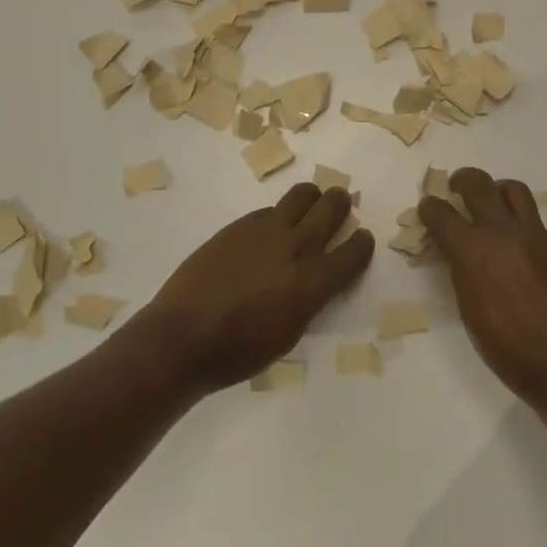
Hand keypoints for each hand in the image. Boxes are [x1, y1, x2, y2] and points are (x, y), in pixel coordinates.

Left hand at [140, 184, 372, 391]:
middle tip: (338, 208)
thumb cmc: (239, 351)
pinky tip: (269, 231)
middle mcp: (297, 247)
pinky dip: (278, 215)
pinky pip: (270, 209)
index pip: (354, 251)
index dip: (362, 243)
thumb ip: (309, 300)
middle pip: (332, 207)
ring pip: (303, 194)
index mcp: (314, 282)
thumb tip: (314, 281)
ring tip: (308, 207)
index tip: (362, 239)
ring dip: (312, 198)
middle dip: (341, 204)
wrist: (184, 335)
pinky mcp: (240, 224)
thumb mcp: (289, 334)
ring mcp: (267, 230)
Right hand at [420, 167, 546, 405]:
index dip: (430, 207)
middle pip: (478, 184)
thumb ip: (463, 273)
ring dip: (497, 191)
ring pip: (514, 190)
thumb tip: (459, 255)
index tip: (428, 208)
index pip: (442, 212)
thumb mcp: (470, 311)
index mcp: (473, 250)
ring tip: (493, 205)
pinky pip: (536, 223)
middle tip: (457, 187)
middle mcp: (503, 232)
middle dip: (462, 180)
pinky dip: (522, 225)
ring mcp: (536, 235)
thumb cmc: (509, 349)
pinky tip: (522, 250)